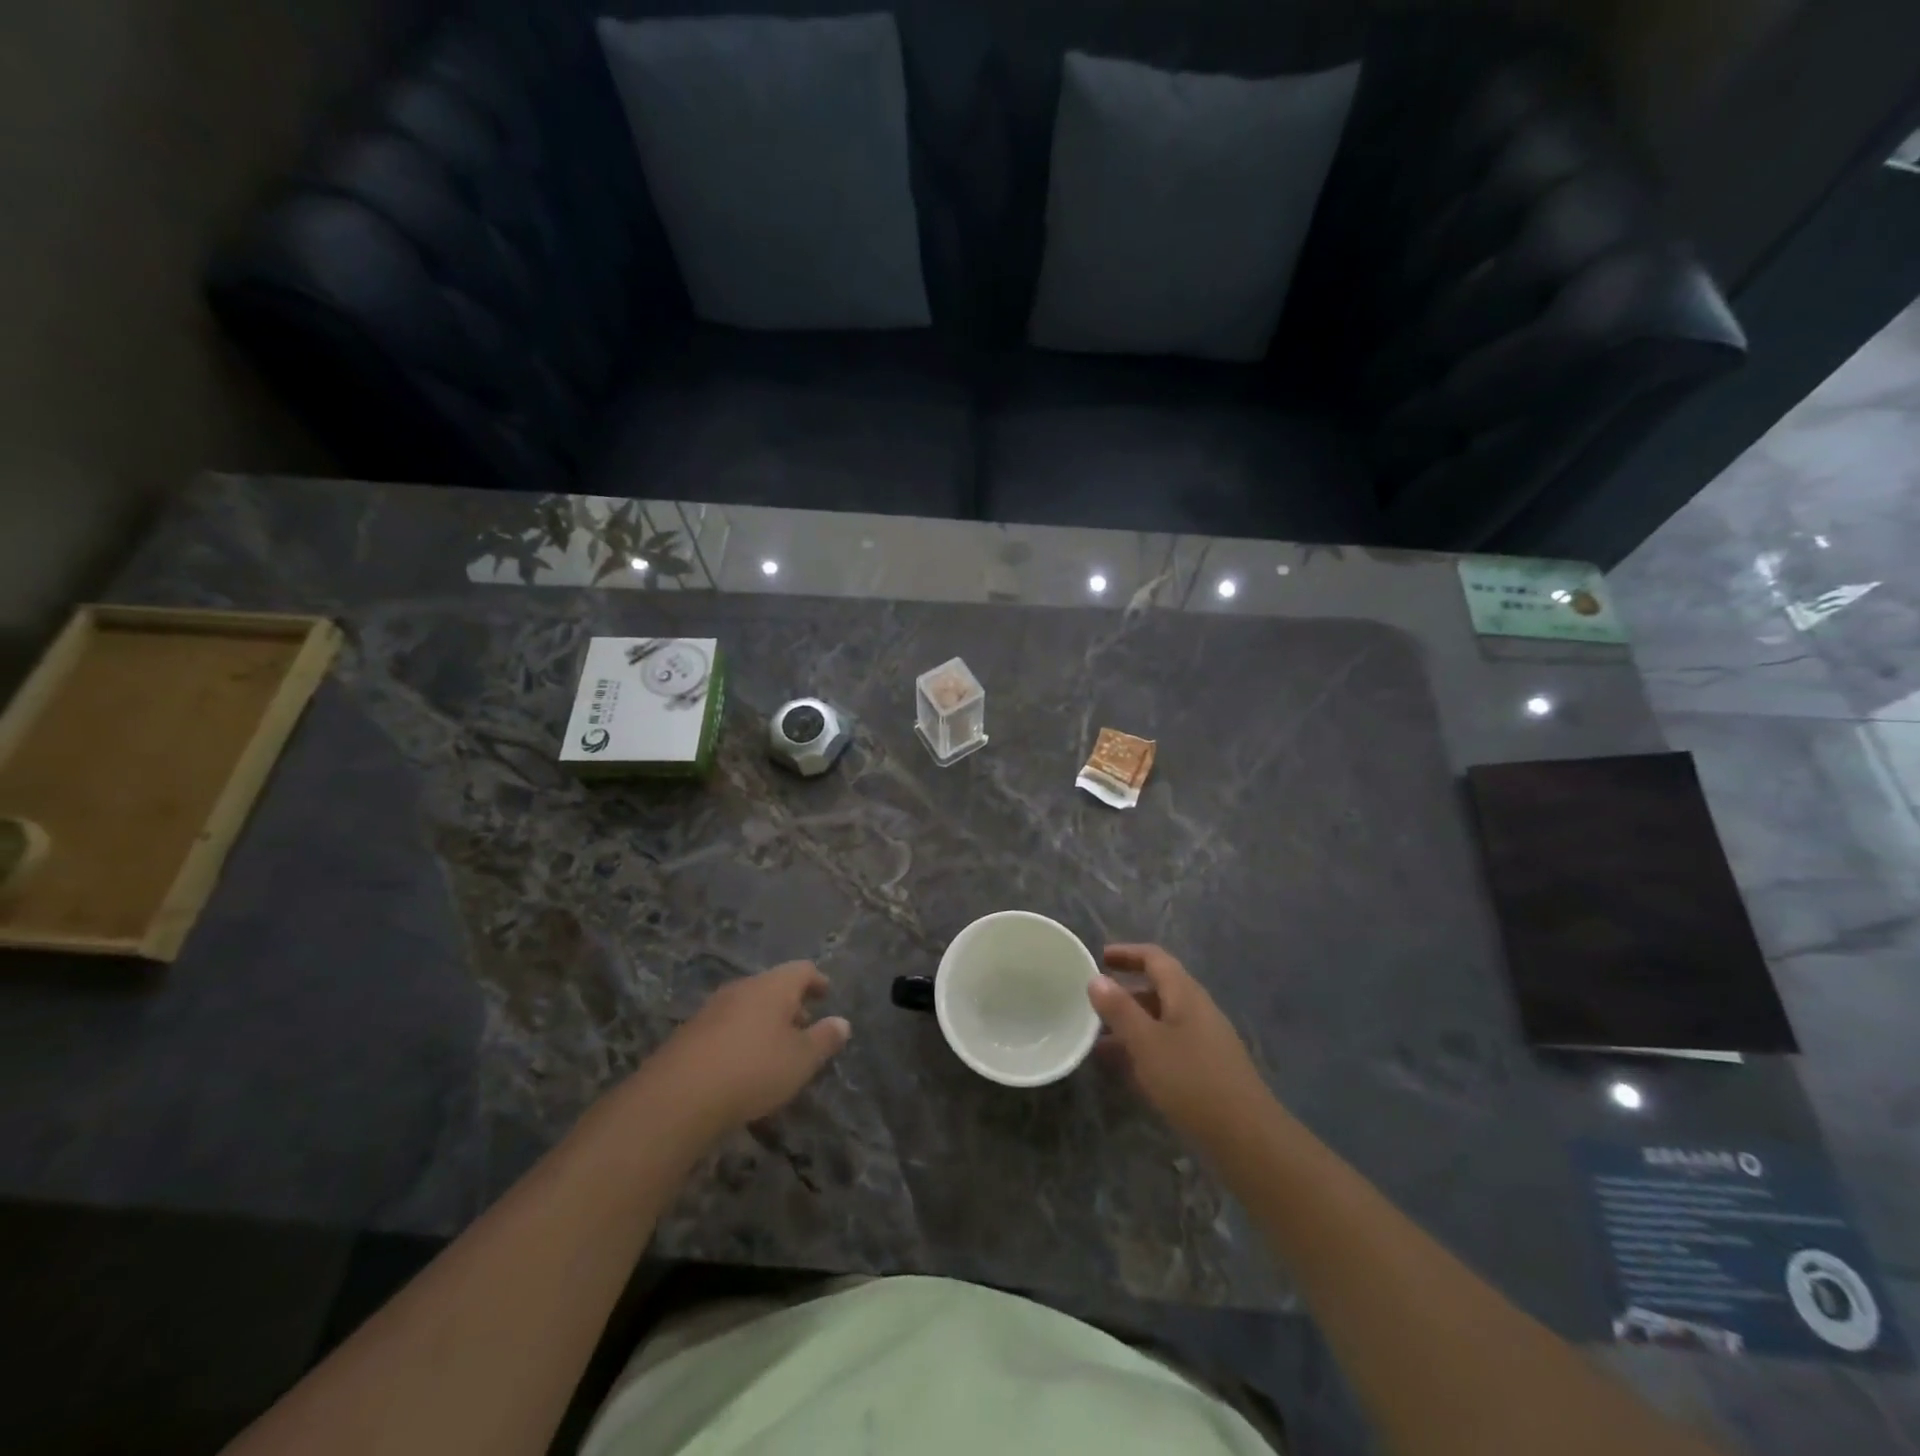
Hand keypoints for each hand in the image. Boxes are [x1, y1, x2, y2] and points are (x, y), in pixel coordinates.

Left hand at [645, 962, 850, 1134]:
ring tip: (776, 1049)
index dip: (817, 981)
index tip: (826, 994)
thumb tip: (842, 1022)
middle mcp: (742, 988)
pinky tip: (743, 1066)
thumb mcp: (800, 1060)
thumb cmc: (753, 1070)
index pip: (802, 970)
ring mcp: (712, 1009)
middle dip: (790, 1004)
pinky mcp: (690, 1034)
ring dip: (765, 1022)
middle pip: (772, 986)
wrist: (677, 1097)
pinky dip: (742, 1037)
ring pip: (747, 1006)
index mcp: (772, 986)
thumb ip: (824, 1039)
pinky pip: (726, 1027)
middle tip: (805, 1026)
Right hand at [1089, 945, 1272, 1148]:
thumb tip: (1097, 978)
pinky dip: (1144, 1048)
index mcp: (1186, 994)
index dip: (1127, 953)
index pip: (1155, 958)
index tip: (1099, 957)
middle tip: (1093, 1001)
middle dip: (1125, 992)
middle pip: (1159, 988)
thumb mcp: (1147, 1043)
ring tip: (1098, 1039)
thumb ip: (1120, 1010)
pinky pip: (1169, 1046)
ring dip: (1132, 1024)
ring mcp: (1205, 1041)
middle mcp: (1198, 1010)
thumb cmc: (1191, 1080)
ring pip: (1162, 1020)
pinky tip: (1125, 1070)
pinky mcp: (1207, 1069)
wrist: (1247, 1138)